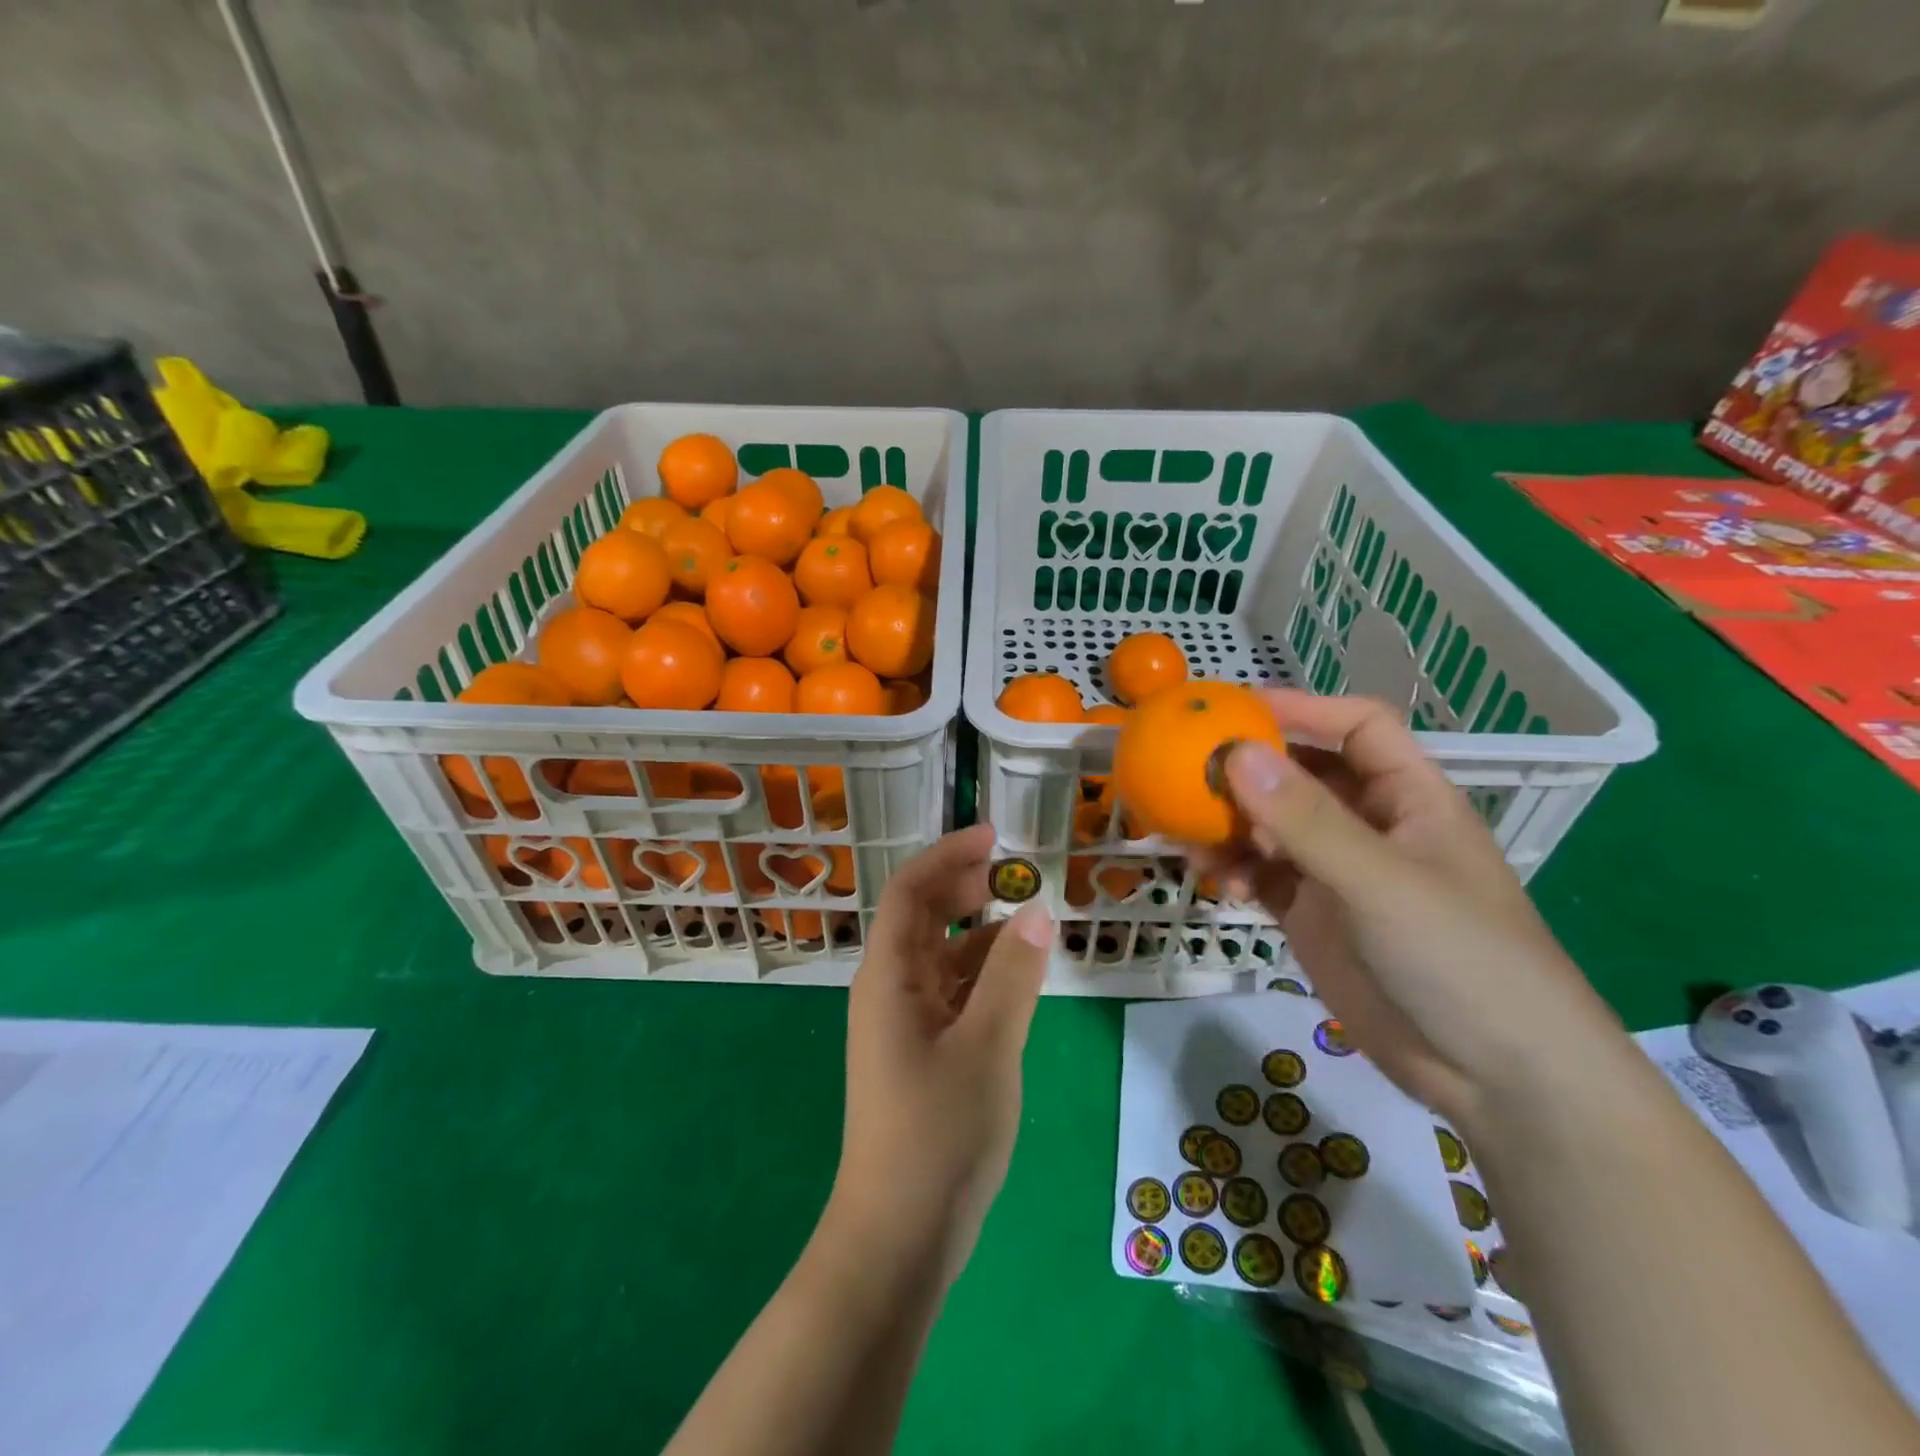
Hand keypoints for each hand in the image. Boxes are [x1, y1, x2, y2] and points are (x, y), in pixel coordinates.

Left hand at [824, 824, 1053, 1282]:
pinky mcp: (924, 1053)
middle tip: (1016, 874)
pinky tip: (1021, 978)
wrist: (899, 1236)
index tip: (994, 836)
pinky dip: (986, 975)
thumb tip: (1037, 909)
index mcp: (889, 976)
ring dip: (981, 933)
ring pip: (943, 957)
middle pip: (924, 917)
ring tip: (1030, 921)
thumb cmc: (937, 1133)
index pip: (912, 891)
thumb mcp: (987, 1047)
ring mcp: (906, 1023)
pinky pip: (955, 993)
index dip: (948, 855)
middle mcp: (891, 989)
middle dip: (965, 887)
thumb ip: (1013, 975)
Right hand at [1202, 690, 1622, 1128]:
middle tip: (1186, 769)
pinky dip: (1233, 870)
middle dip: (1248, 769)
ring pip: (1272, 827)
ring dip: (1230, 823)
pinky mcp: (1313, 917)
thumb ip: (1307, 820)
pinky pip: (1261, 876)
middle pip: (1302, 774)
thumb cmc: (1461, 960)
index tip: (1232, 710)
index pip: (1356, 727)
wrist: (1498, 1081)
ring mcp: (1338, 874)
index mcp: (1410, 797)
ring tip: (1186, 830)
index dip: (1301, 710)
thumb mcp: (1381, 883)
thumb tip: (1236, 753)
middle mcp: (1370, 826)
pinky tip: (1212, 881)